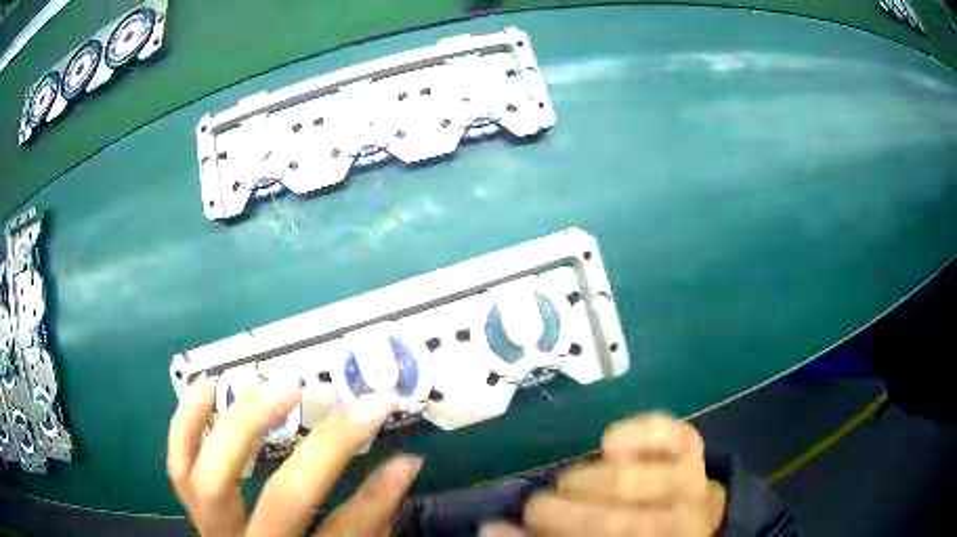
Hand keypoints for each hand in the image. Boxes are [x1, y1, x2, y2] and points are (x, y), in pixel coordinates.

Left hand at [167, 377, 421, 536]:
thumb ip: (368, 527)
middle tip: (355, 406)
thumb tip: (401, 471)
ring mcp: (212, 525)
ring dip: (247, 423)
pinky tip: (207, 387)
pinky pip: (178, 465)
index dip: (377, 498)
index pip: (343, 533)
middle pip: (283, 500)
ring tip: (280, 384)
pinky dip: (186, 423)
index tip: (407, 460)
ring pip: (215, 476)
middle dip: (324, 449)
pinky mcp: (193, 507)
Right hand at [522, 413, 725, 536]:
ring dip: (585, 482)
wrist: (688, 518)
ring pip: (629, 481)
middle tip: (539, 509)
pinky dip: (633, 433)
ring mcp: (691, 479)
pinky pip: (665, 431)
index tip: (519, 524)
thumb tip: (492, 526)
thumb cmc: (634, 533)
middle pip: (621, 523)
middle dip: (564, 516)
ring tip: (569, 485)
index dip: (561, 532)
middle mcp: (684, 520)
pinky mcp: (692, 445)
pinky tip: (609, 444)